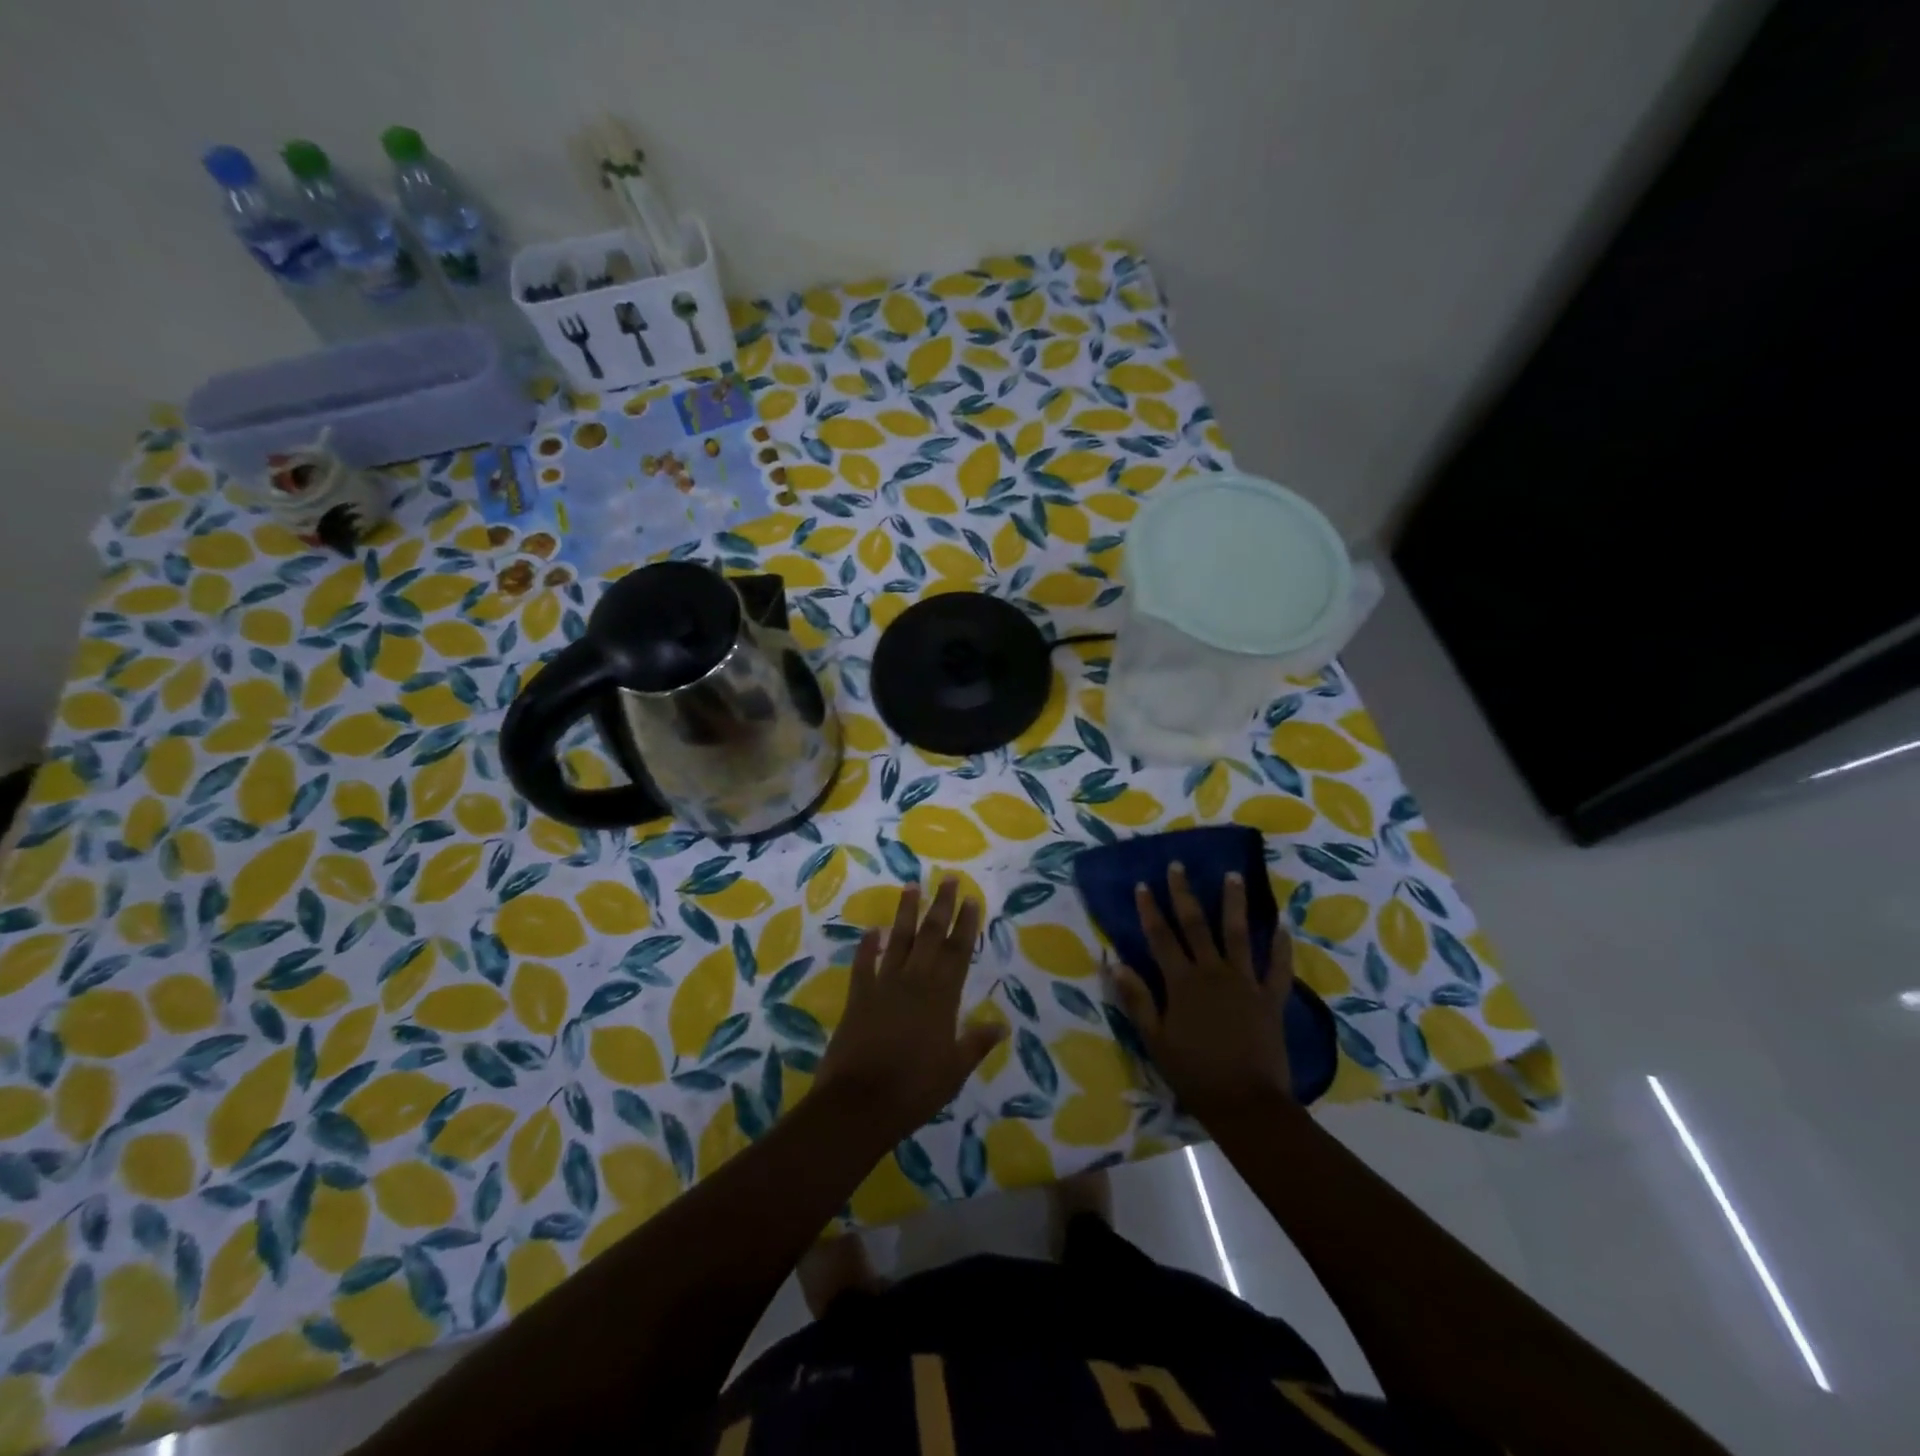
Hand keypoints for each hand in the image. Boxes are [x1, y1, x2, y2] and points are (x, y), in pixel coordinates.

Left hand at [815, 878, 1005, 1143]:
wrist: (860, 1102)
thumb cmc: (915, 1089)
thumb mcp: (954, 1070)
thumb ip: (976, 1042)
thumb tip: (1002, 1024)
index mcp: (941, 997)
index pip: (958, 951)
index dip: (966, 924)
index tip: (971, 898)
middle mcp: (914, 982)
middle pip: (931, 936)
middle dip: (941, 905)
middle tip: (948, 878)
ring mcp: (883, 986)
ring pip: (898, 940)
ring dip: (906, 913)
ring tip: (911, 886)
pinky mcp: (858, 996)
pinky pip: (863, 964)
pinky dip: (867, 946)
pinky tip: (871, 930)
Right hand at [1111, 864, 1295, 1126]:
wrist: (1246, 1103)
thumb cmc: (1194, 1073)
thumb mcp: (1155, 1039)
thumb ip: (1137, 999)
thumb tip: (1115, 962)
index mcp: (1182, 982)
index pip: (1161, 937)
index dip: (1150, 909)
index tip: (1144, 884)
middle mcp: (1213, 972)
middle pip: (1196, 925)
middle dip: (1185, 894)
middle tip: (1179, 866)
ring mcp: (1245, 983)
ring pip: (1238, 934)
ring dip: (1234, 903)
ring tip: (1233, 875)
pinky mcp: (1271, 999)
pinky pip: (1277, 968)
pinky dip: (1281, 946)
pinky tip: (1282, 925)